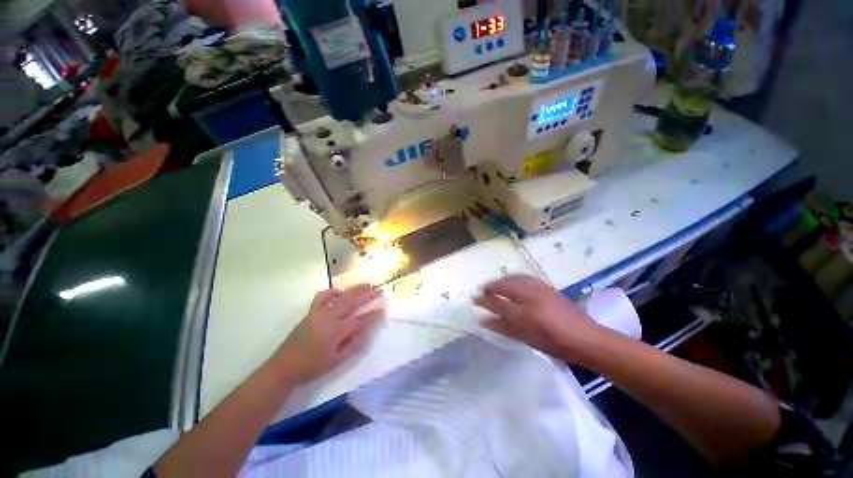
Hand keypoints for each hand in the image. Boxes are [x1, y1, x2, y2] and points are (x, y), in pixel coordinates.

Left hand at [274, 284, 383, 383]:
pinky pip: (322, 296)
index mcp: (336, 332)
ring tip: (368, 284)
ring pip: (341, 296)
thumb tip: (368, 330)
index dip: (373, 315)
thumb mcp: (337, 360)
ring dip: (355, 289)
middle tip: (380, 290)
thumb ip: (354, 344)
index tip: (384, 310)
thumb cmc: (313, 366)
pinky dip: (332, 291)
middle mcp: (329, 318)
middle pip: (352, 302)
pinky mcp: (311, 311)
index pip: (360, 320)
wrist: (285, 366)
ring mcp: (319, 312)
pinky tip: (340, 291)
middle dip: (368, 295)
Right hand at [474, 274, 601, 360]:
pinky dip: (513, 277)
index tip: (474, 298)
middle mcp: (530, 297)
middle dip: (490, 286)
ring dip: (501, 280)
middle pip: (504, 286)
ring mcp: (539, 289)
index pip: (497, 303)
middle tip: (482, 290)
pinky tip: (511, 281)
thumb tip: (485, 321)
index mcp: (524, 314)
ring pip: (514, 278)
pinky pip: (525, 277)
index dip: (484, 300)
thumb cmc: (555, 344)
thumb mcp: (526, 338)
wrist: (587, 339)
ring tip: (494, 284)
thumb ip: (504, 328)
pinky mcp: (547, 286)